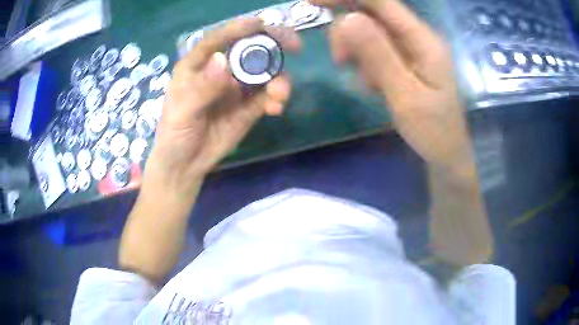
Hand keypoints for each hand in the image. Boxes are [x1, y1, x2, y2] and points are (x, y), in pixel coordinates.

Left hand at [147, 18, 301, 192]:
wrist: (186, 165)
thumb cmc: (175, 134)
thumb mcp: (183, 111)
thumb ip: (202, 88)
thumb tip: (223, 59)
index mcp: (198, 65)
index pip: (218, 40)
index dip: (238, 29)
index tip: (260, 23)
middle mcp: (221, 71)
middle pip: (249, 49)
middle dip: (272, 44)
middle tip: (294, 44)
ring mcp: (237, 88)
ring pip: (264, 73)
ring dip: (279, 78)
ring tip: (280, 94)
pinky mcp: (249, 107)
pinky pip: (268, 97)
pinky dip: (277, 99)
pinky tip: (276, 109)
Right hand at [313, 0, 471, 171]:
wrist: (446, 152)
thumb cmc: (433, 130)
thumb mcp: (405, 96)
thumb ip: (378, 55)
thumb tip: (347, 19)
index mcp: (423, 40)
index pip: (381, 1)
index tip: (312, 1)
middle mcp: (417, 36)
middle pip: (372, 13)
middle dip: (348, 30)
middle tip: (341, 60)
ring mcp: (411, 46)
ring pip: (370, 30)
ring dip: (356, 49)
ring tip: (365, 82)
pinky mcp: (404, 58)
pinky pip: (376, 47)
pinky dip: (366, 61)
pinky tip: (374, 84)